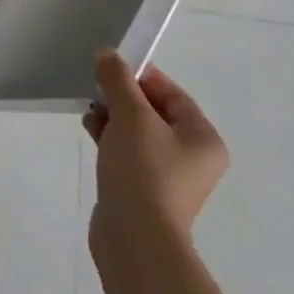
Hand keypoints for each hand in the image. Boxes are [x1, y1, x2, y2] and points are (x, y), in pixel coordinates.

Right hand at [84, 51, 227, 264]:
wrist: (136, 238)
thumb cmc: (143, 170)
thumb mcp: (130, 116)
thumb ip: (118, 80)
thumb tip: (108, 55)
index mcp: (203, 138)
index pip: (172, 93)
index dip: (140, 77)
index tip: (109, 71)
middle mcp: (193, 157)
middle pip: (154, 112)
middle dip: (121, 99)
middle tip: (95, 94)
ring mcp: (170, 177)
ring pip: (138, 133)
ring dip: (113, 118)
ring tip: (90, 116)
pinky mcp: (146, 191)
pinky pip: (129, 154)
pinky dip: (111, 140)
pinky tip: (92, 134)